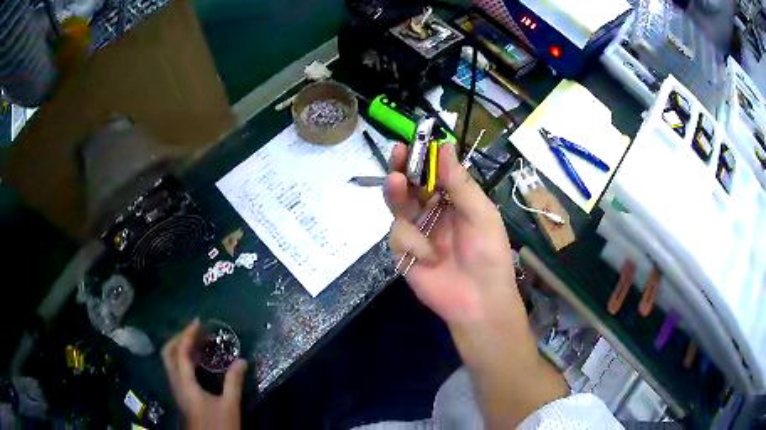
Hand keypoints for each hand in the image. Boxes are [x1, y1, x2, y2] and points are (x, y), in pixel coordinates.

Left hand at [162, 320, 247, 429]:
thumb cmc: (217, 425)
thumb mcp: (229, 405)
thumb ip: (234, 382)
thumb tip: (242, 360)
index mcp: (185, 383)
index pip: (181, 352)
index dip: (187, 334)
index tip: (198, 322)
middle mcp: (176, 382)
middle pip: (168, 353)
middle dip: (180, 338)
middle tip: (196, 332)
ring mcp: (177, 389)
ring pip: (171, 361)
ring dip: (181, 348)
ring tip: (199, 343)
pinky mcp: (181, 395)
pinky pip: (177, 369)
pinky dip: (184, 360)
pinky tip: (199, 363)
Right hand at [385, 142, 520, 325]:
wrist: (479, 301)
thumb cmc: (489, 254)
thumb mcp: (481, 214)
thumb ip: (460, 183)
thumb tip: (445, 145)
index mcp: (454, 200)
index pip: (434, 172)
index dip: (424, 157)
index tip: (414, 141)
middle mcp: (433, 211)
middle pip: (411, 184)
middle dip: (402, 167)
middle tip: (397, 153)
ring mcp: (416, 231)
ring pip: (397, 205)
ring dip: (397, 193)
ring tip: (397, 182)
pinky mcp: (404, 252)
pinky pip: (398, 236)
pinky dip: (413, 244)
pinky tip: (431, 257)